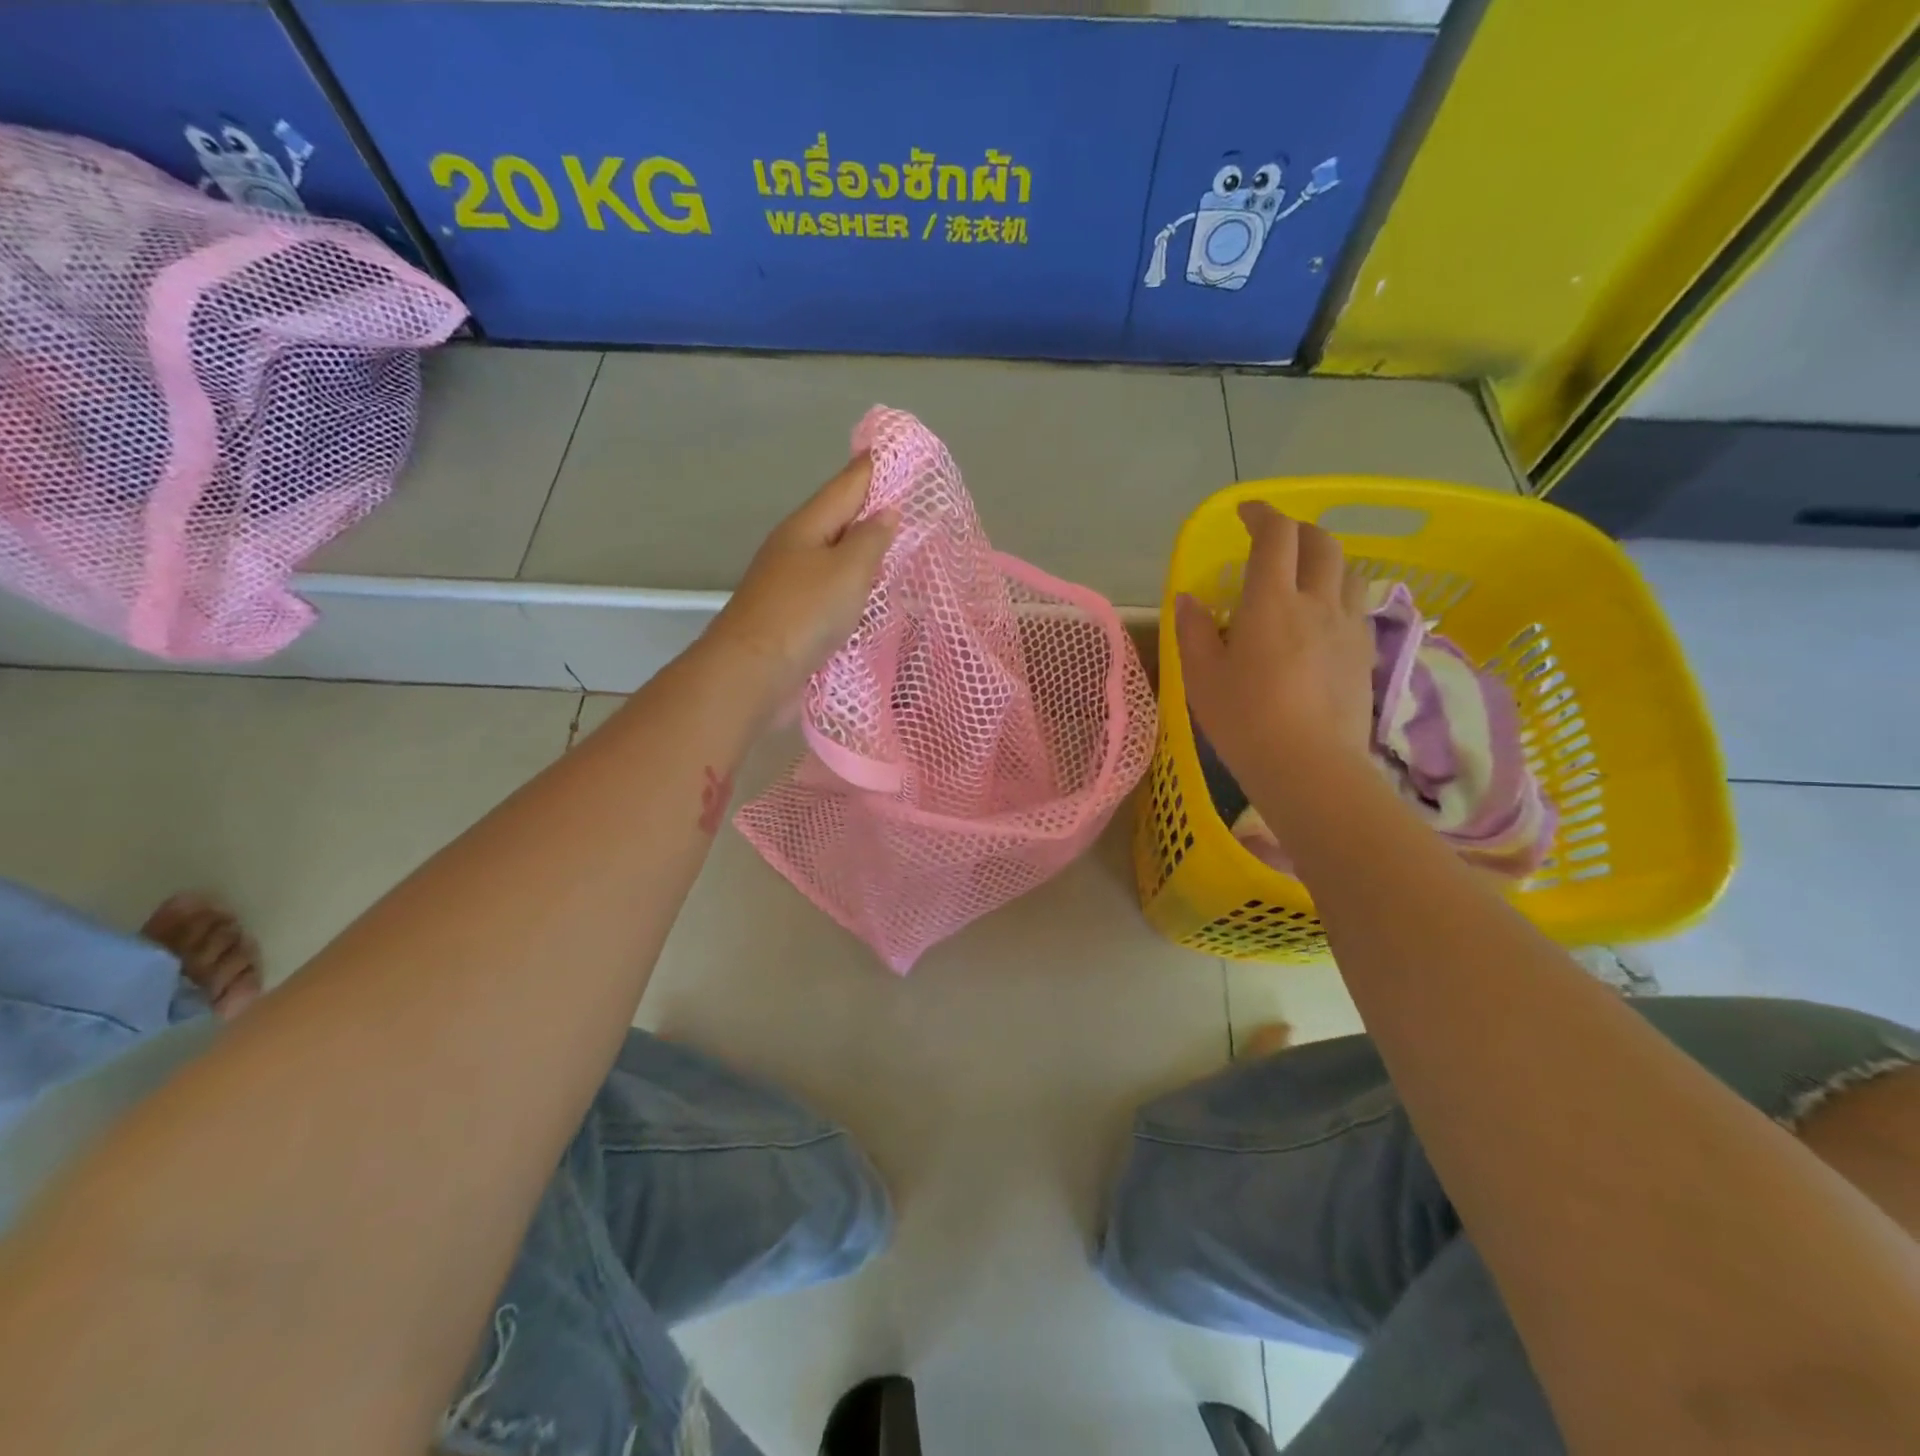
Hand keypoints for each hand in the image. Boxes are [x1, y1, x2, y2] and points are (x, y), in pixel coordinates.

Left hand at [705, 454, 898, 702]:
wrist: (752, 673)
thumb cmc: (803, 614)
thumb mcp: (848, 571)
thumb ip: (871, 539)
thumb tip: (886, 511)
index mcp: (807, 527)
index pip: (847, 485)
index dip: (874, 467)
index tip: (898, 451)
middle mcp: (795, 548)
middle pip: (838, 519)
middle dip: (870, 507)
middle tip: (909, 500)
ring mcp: (790, 584)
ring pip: (834, 556)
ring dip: (861, 550)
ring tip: (896, 545)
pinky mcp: (792, 617)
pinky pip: (830, 589)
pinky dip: (852, 585)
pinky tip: (868, 593)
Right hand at [1175, 501, 1373, 782]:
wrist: (1309, 766)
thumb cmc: (1244, 719)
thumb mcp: (1202, 676)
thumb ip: (1193, 631)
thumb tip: (1189, 599)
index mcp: (1271, 602)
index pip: (1275, 537)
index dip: (1262, 514)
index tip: (1245, 512)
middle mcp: (1316, 602)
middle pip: (1321, 543)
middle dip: (1298, 530)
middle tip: (1274, 539)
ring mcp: (1347, 628)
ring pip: (1348, 571)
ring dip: (1326, 560)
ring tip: (1304, 576)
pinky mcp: (1364, 654)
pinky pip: (1357, 607)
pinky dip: (1339, 595)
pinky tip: (1323, 618)